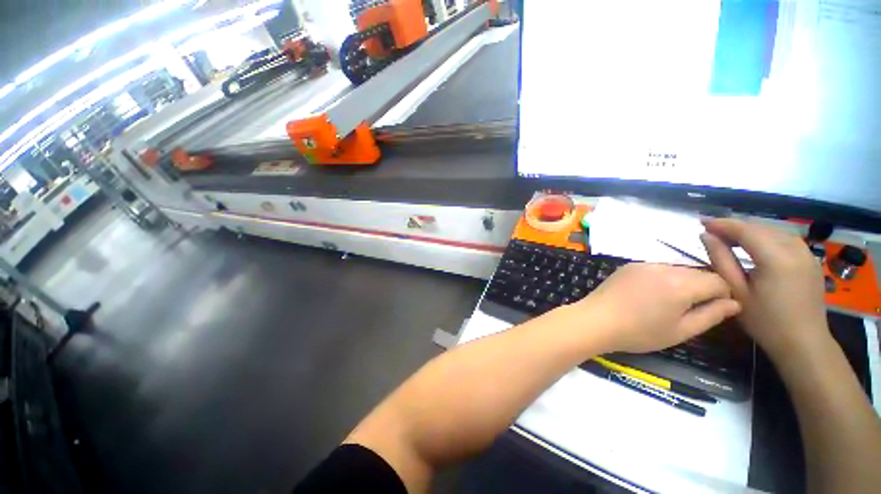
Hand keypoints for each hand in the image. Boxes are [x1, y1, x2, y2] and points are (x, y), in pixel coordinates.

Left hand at [576, 263, 740, 353]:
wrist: (595, 320)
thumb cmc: (639, 332)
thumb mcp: (681, 331)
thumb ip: (711, 315)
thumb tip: (734, 303)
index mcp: (682, 284)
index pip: (719, 280)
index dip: (723, 295)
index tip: (715, 310)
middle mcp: (665, 267)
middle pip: (697, 273)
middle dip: (701, 288)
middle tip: (689, 310)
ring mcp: (644, 264)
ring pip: (676, 270)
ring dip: (681, 283)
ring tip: (666, 304)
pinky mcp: (628, 266)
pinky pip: (655, 269)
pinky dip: (661, 279)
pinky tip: (648, 295)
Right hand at [701, 219, 829, 357]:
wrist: (804, 343)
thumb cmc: (765, 320)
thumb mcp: (736, 291)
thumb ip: (720, 260)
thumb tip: (706, 236)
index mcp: (776, 257)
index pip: (745, 230)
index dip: (721, 223)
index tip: (701, 221)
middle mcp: (795, 249)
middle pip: (760, 227)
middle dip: (734, 226)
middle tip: (710, 231)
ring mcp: (806, 253)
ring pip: (772, 231)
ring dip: (749, 231)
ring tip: (728, 237)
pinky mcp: (810, 259)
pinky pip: (784, 239)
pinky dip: (765, 237)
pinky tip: (754, 246)